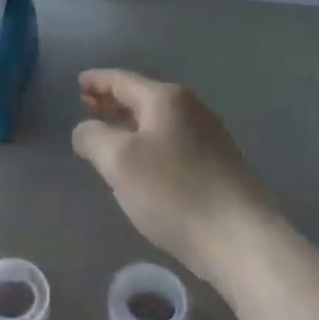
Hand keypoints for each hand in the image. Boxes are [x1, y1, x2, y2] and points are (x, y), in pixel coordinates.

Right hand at [72, 69, 277, 284]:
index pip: (122, 80)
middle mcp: (190, 108)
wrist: (240, 239)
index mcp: (166, 98)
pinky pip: (173, 140)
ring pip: (159, 119)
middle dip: (113, 100)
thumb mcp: (120, 162)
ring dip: (131, 122)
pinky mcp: (219, 163)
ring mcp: (209, 135)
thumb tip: (84, 129)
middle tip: (86, 104)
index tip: (78, 82)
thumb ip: (94, 138)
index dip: (97, 80)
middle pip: (142, 96)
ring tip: (109, 131)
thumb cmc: (174, 192)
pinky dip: (150, 140)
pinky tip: (142, 160)